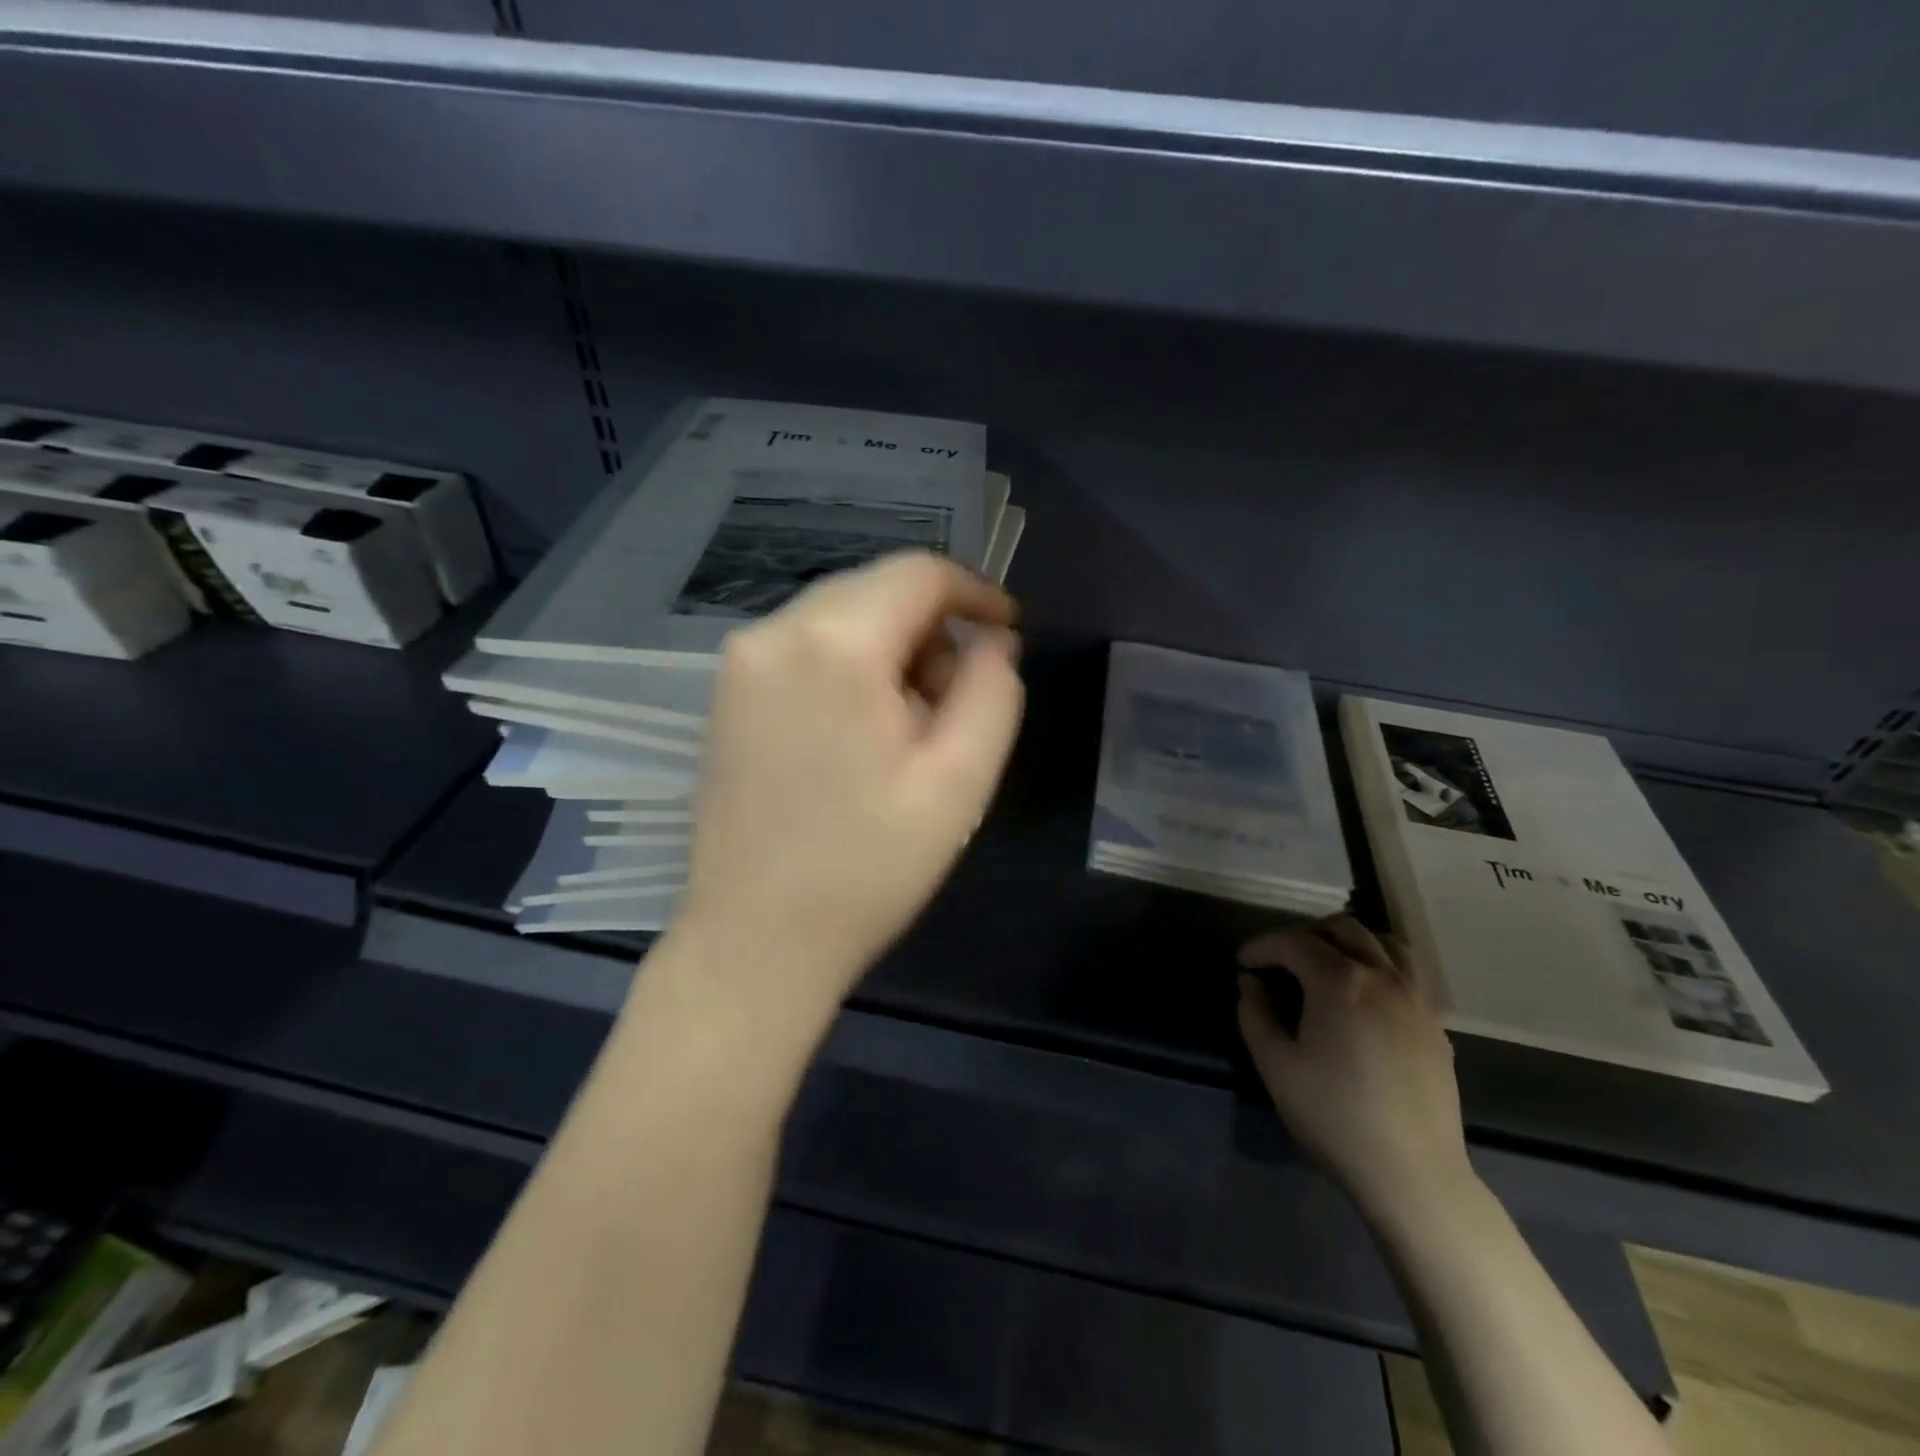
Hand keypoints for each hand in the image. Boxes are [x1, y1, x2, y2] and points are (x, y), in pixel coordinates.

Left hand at [672, 552, 1023, 1029]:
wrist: (755, 940)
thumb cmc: (868, 868)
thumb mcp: (960, 781)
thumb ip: (993, 691)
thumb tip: (991, 639)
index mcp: (835, 644)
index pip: (919, 572)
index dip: (975, 591)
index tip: (1007, 631)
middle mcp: (775, 631)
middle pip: (877, 589)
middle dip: (932, 628)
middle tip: (957, 701)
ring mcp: (740, 660)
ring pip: (840, 615)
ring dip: (891, 648)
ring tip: (911, 727)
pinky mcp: (726, 691)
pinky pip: (805, 646)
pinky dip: (849, 665)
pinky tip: (860, 730)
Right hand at [1238, 916, 1474, 1218]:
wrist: (1413, 1174)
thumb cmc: (1334, 1116)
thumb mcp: (1275, 1066)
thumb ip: (1255, 1014)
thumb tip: (1251, 983)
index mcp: (1339, 981)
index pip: (1293, 942)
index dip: (1261, 946)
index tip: (1242, 964)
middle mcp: (1382, 977)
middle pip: (1343, 928)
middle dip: (1305, 934)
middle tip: (1281, 959)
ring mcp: (1416, 1000)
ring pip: (1385, 943)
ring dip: (1350, 942)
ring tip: (1328, 963)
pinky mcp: (1435, 1026)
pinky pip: (1407, 974)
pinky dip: (1380, 966)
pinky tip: (1365, 997)